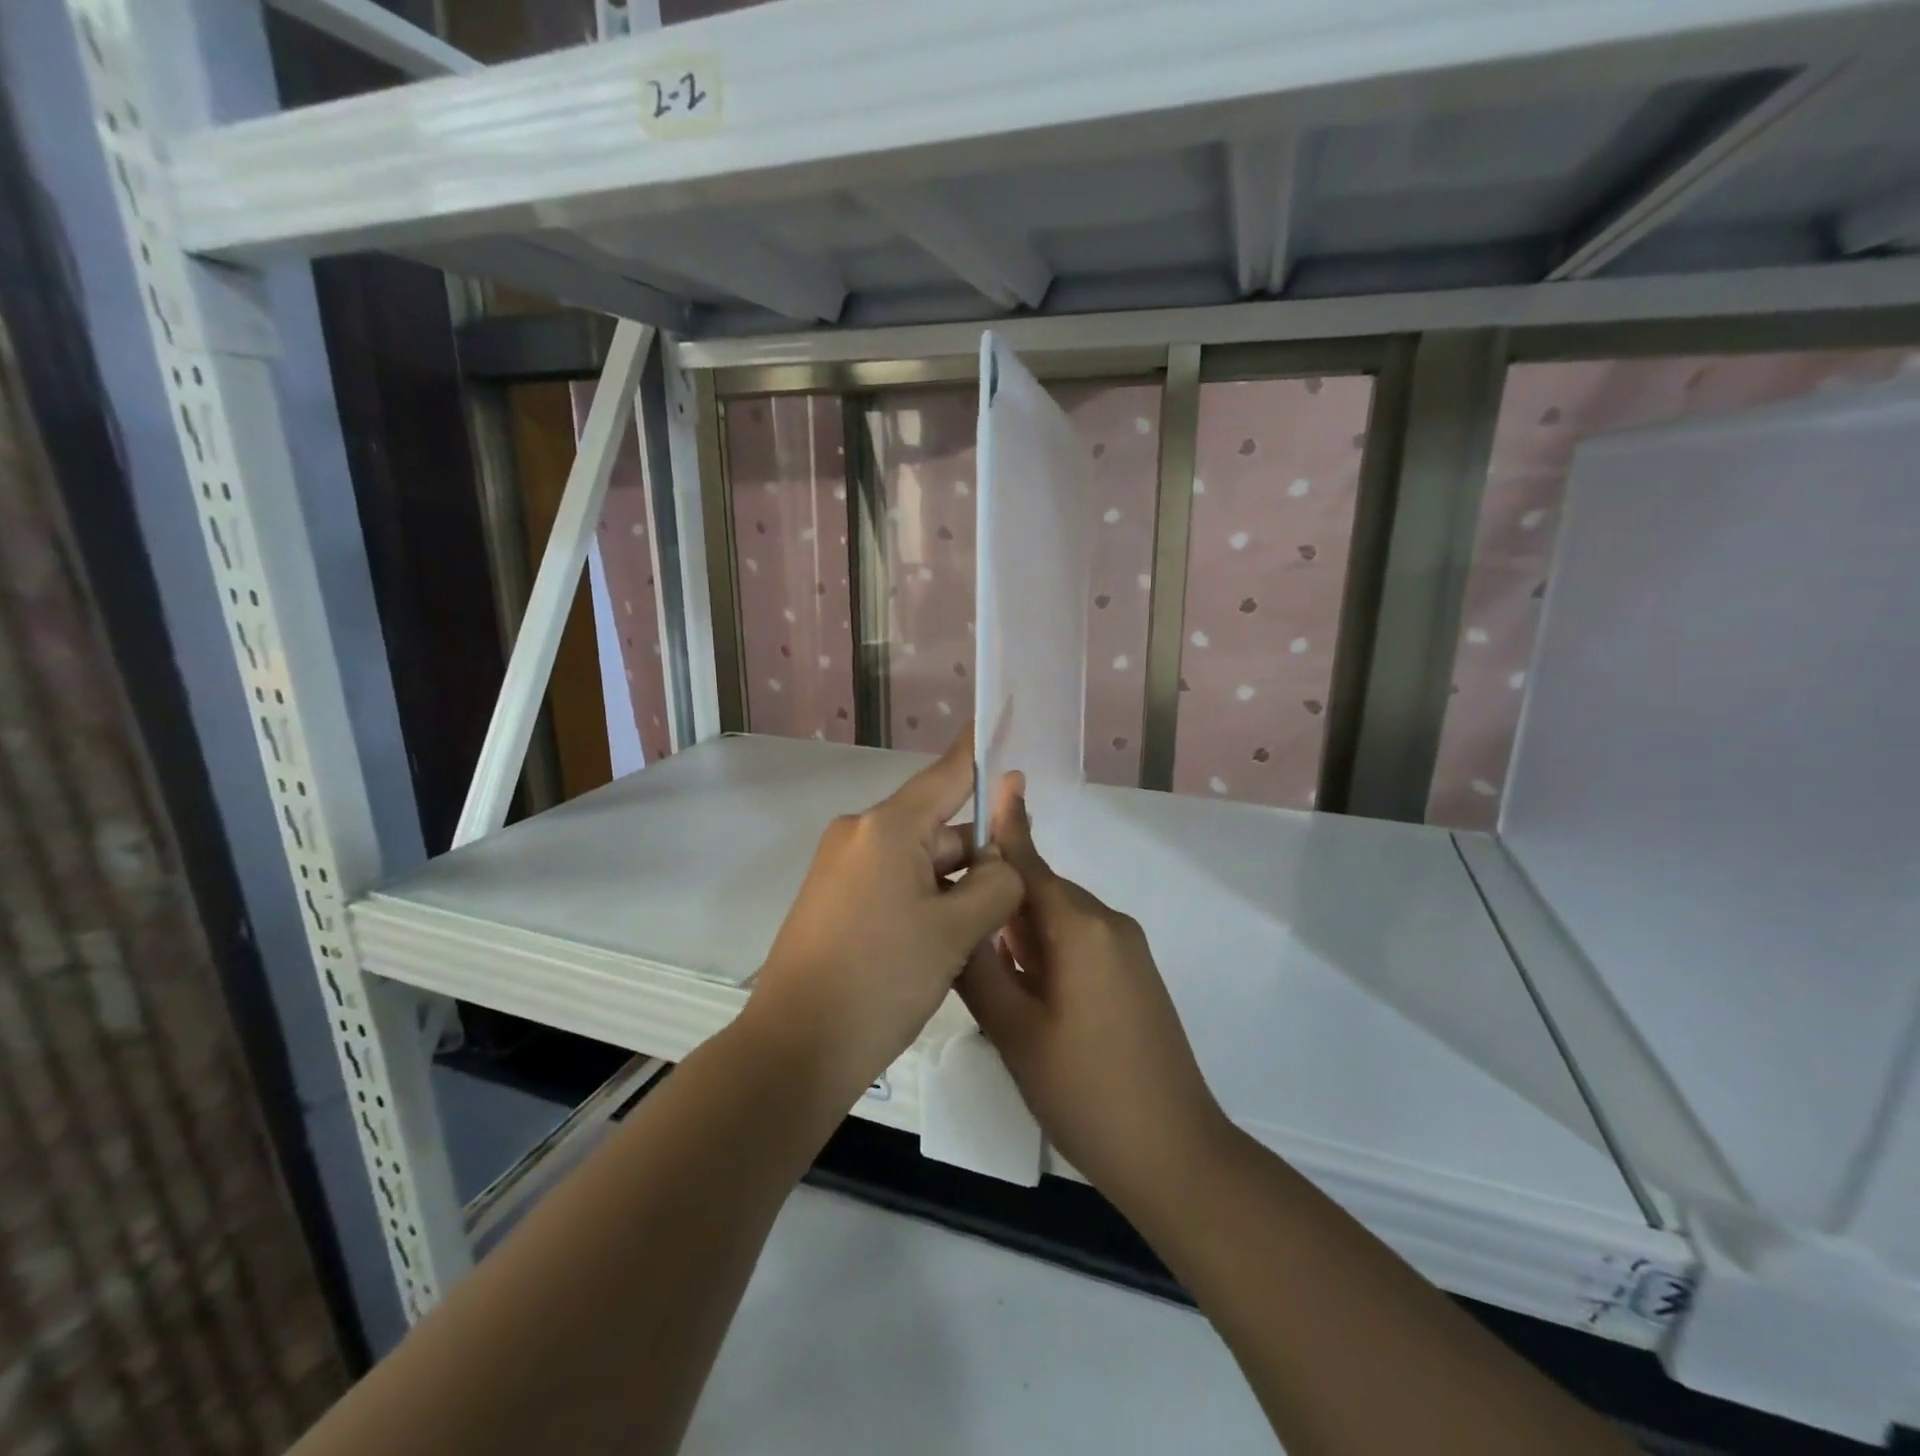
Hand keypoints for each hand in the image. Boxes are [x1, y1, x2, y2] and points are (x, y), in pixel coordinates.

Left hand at [746, 729, 1024, 1109]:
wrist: (795, 1050)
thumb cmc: (881, 979)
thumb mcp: (956, 931)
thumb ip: (995, 883)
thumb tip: (1002, 863)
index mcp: (886, 828)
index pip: (947, 773)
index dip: (979, 749)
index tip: (998, 713)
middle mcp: (859, 835)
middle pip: (938, 827)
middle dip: (977, 855)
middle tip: (1015, 896)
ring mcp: (842, 868)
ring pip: (918, 861)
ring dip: (953, 887)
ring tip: (982, 933)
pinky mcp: (835, 900)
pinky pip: (893, 883)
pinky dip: (925, 901)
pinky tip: (945, 942)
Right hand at [957, 777, 1231, 1212]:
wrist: (1175, 1154)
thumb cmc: (1086, 1092)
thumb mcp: (1015, 1031)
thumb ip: (979, 968)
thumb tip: (956, 920)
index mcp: (1079, 928)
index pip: (1029, 863)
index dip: (1006, 824)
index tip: (993, 779)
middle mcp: (1107, 924)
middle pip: (1040, 892)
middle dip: (998, 901)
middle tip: (952, 927)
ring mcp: (1127, 950)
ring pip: (1057, 920)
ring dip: (1020, 933)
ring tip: (982, 969)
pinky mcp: (1133, 975)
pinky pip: (1079, 943)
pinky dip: (1046, 952)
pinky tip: (1025, 992)